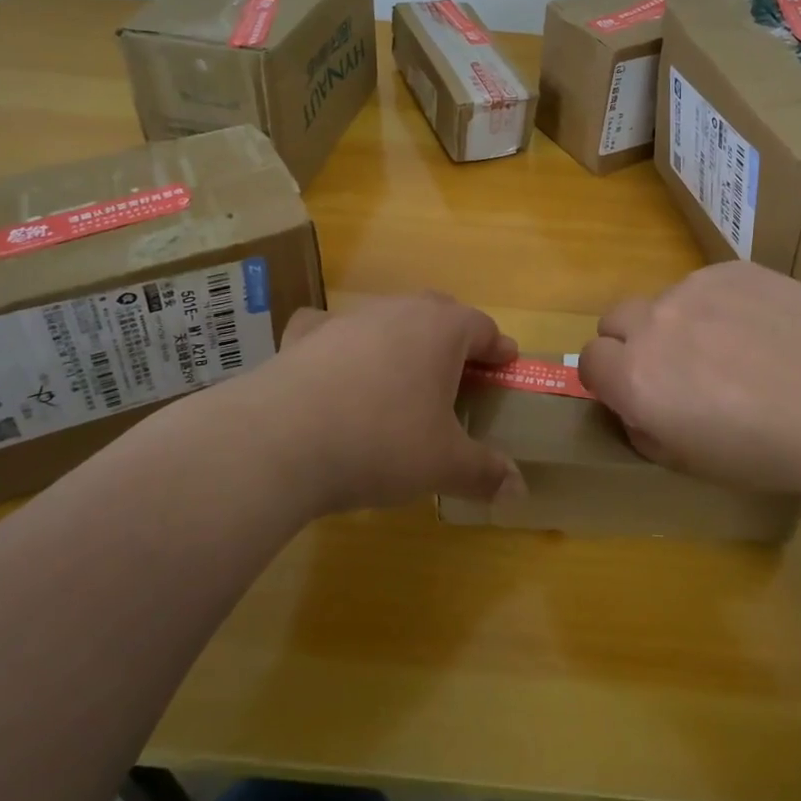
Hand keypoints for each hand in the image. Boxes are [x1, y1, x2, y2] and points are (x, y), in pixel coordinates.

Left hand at [233, 293, 525, 516]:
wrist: (281, 440)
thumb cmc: (382, 442)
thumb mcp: (443, 465)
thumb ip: (485, 473)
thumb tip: (519, 490)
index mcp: (442, 330)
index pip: (483, 328)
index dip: (498, 348)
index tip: (506, 365)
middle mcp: (398, 310)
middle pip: (439, 313)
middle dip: (454, 339)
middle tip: (460, 373)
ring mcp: (348, 318)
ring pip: (388, 319)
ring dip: (402, 341)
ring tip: (402, 377)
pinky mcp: (305, 335)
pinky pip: (332, 329)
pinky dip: (341, 344)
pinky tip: (336, 368)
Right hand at [576, 260, 800, 498]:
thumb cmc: (775, 452)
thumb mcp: (696, 464)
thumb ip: (647, 432)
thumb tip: (636, 409)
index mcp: (636, 378)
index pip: (588, 362)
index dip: (608, 380)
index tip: (638, 394)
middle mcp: (653, 324)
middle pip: (614, 321)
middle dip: (631, 344)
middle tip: (677, 370)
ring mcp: (693, 288)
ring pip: (663, 301)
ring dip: (678, 324)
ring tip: (735, 349)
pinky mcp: (731, 268)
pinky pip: (705, 285)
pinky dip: (718, 305)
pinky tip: (764, 329)